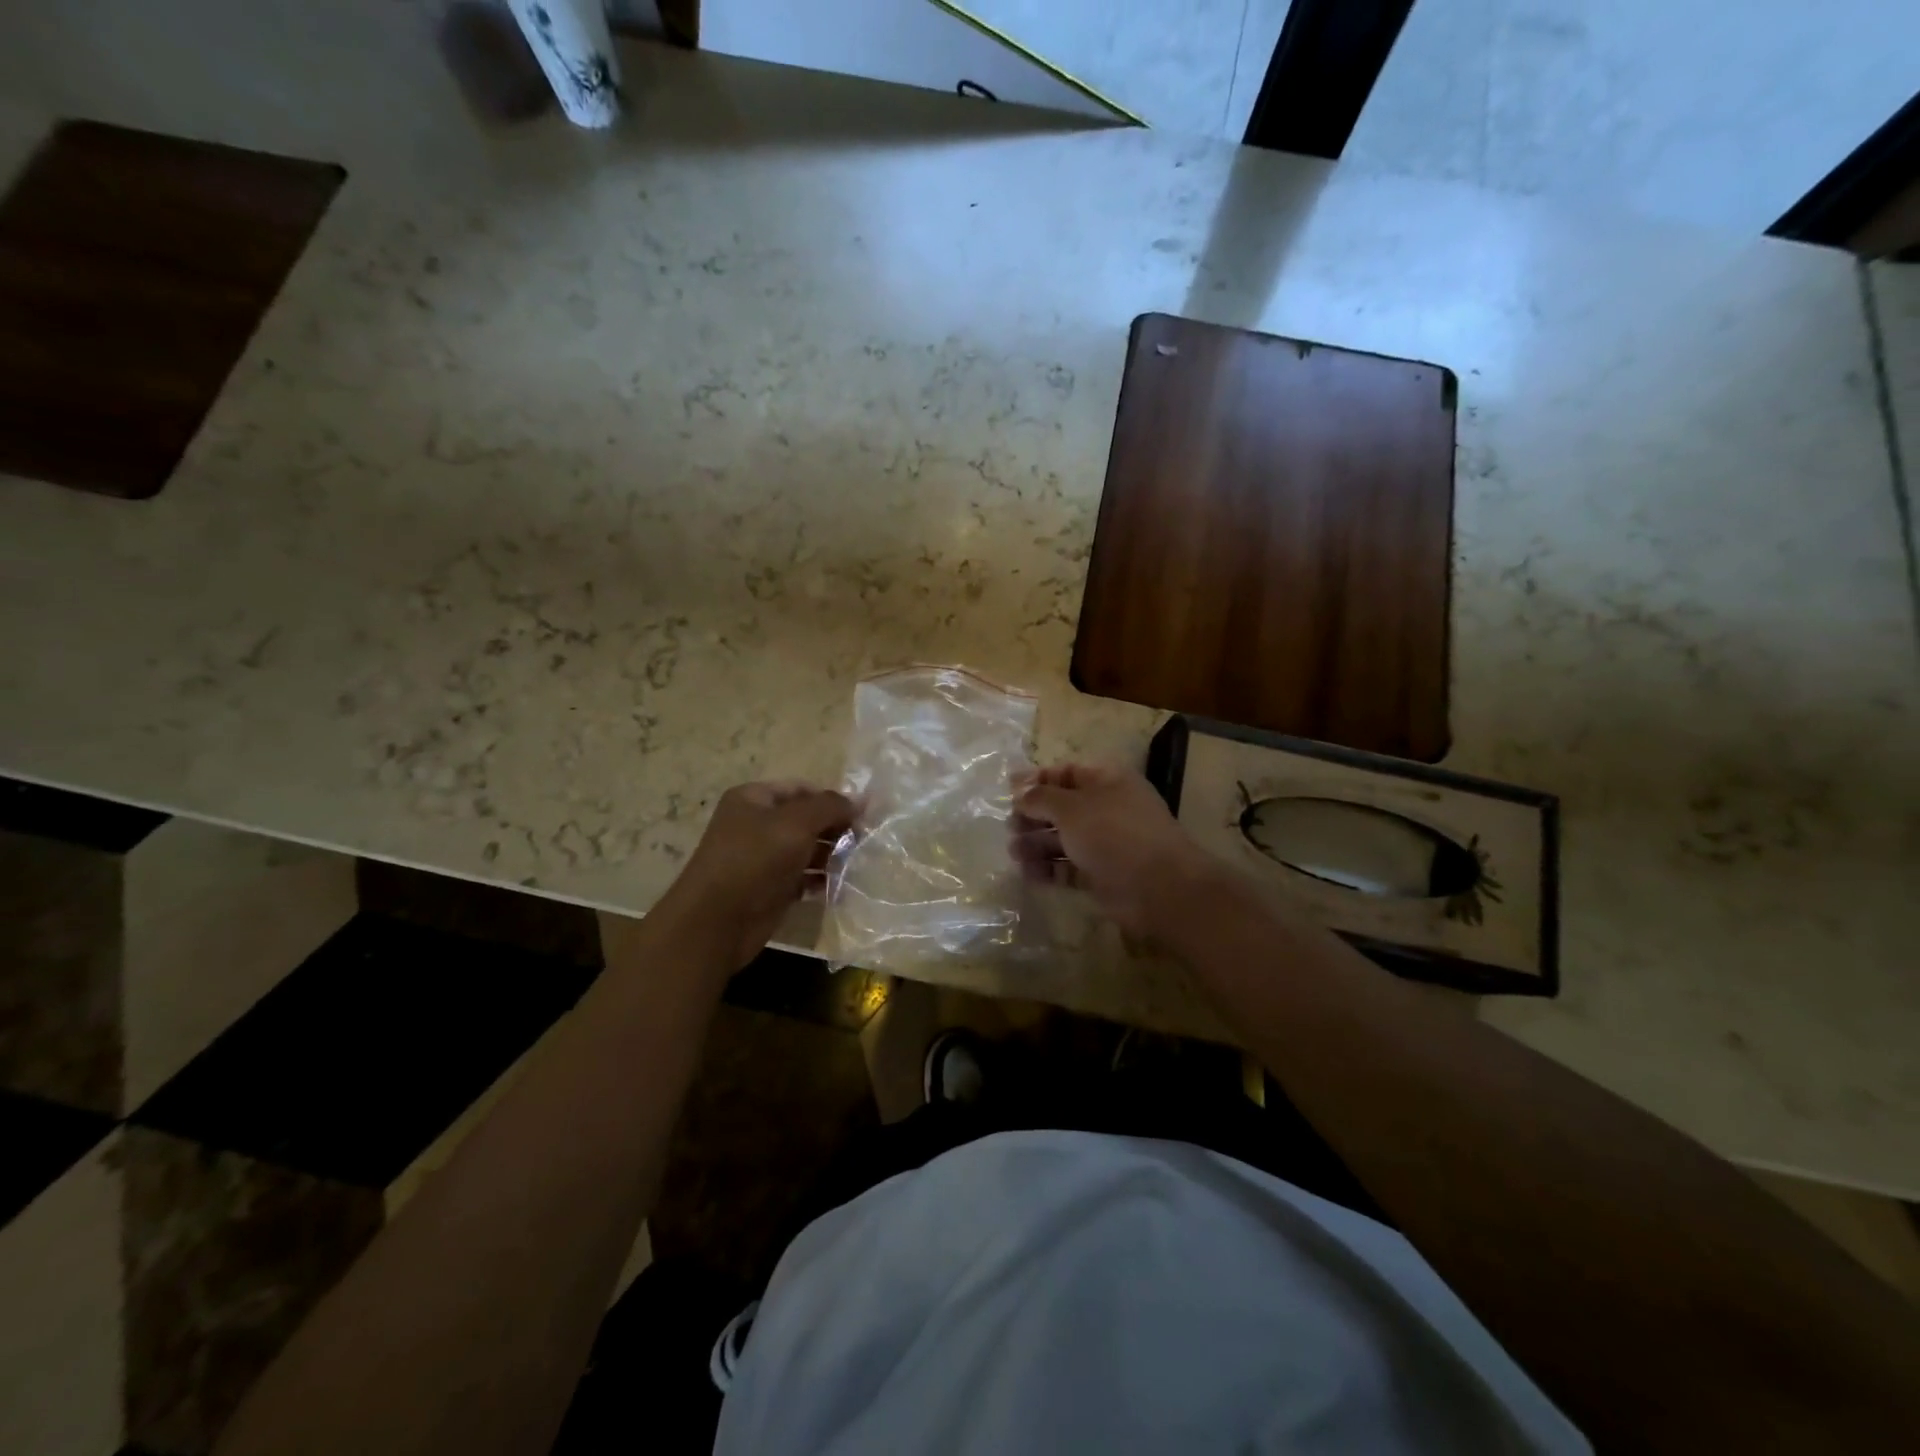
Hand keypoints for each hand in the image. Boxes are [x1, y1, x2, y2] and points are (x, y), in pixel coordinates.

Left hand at [643, 780, 853, 971]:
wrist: (716, 922)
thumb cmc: (754, 860)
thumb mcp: (796, 823)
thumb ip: (830, 807)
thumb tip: (862, 799)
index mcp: (753, 799)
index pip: (801, 789)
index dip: (832, 798)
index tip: (863, 814)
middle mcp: (756, 825)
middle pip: (806, 819)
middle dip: (835, 828)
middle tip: (865, 840)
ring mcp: (763, 859)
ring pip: (806, 849)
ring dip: (832, 855)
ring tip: (858, 863)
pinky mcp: (771, 889)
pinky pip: (803, 878)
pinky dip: (822, 880)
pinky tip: (842, 885)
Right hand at [1011, 764, 1231, 938]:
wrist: (1158, 887)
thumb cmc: (1113, 833)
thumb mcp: (1071, 807)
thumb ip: (1041, 797)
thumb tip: (1020, 792)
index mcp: (1106, 781)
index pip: (1066, 773)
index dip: (1037, 780)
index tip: (1008, 790)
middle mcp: (1106, 809)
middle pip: (1062, 807)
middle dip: (1033, 815)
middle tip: (1009, 826)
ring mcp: (1106, 843)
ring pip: (1063, 839)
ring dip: (1036, 844)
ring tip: (1013, 852)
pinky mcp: (1102, 875)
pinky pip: (1069, 867)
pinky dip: (1048, 869)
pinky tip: (1027, 873)